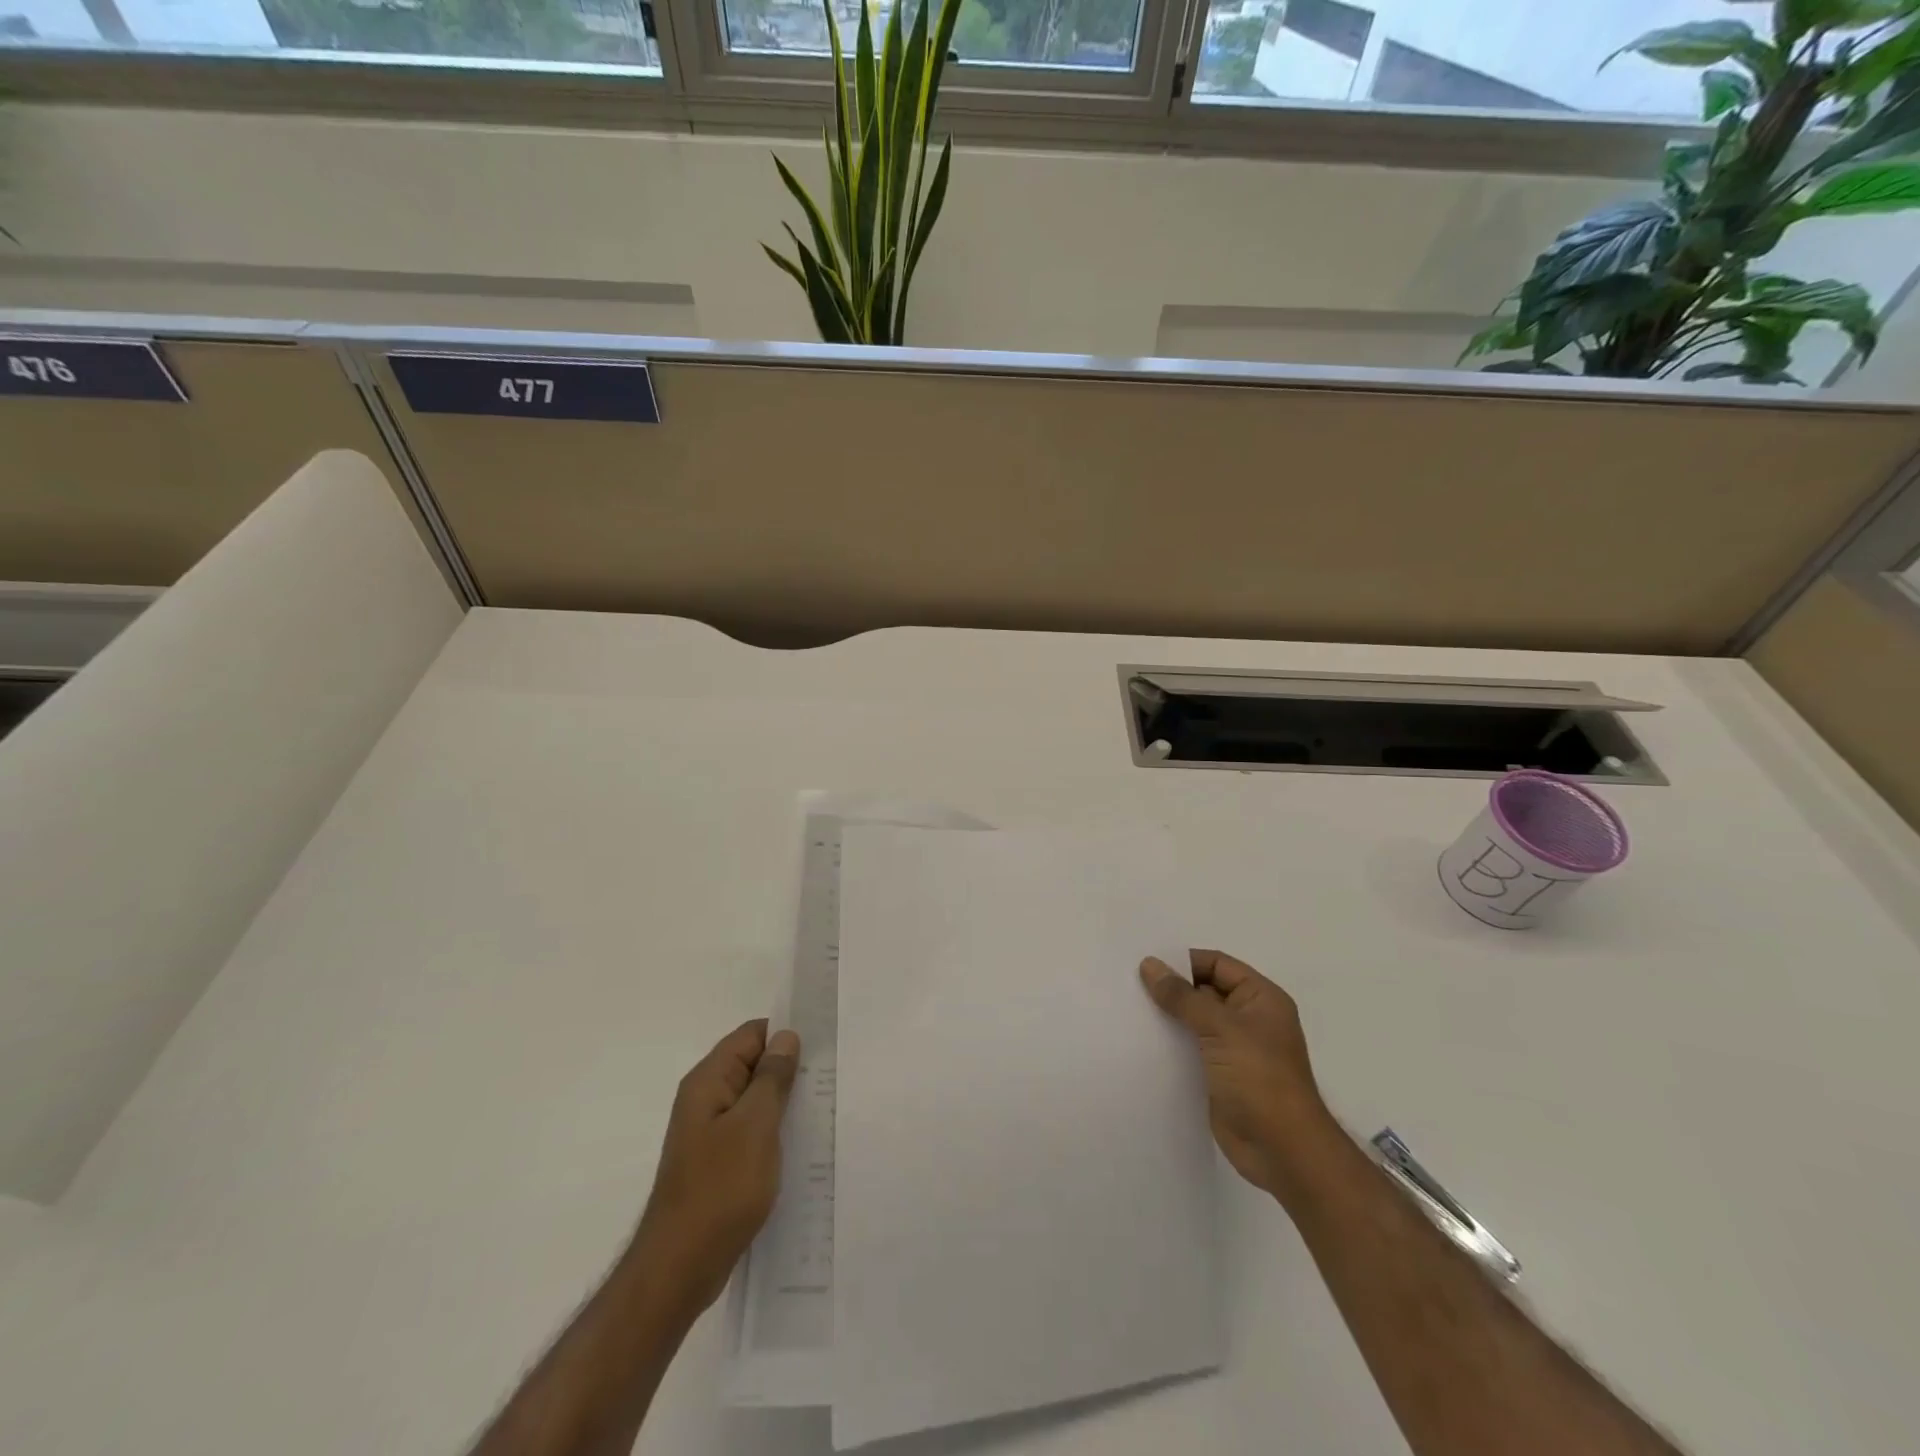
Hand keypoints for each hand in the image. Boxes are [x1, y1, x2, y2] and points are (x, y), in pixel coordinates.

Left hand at [632, 1019, 800, 1316]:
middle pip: (753, 1065)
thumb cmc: (719, 1189)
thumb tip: (785, 1036)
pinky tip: (802, 1143)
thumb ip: (772, 1078)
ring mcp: (710, 1133)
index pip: (751, 1035)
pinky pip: (752, 1130)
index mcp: (708, 1082)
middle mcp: (705, 1100)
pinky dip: (775, 1130)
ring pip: (755, 1100)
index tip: (823, 1042)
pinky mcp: (718, 1162)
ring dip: (785, 1101)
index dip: (785, 1034)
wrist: (680, 1268)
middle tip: (832, 1075)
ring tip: (825, 1105)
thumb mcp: (754, 1126)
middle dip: (789, 1068)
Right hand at [1140, 950, 1340, 1203]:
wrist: (1282, 1151)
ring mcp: (1233, 1049)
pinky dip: (1168, 1043)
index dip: (1184, 961)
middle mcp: (1248, 1019)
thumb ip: (1183, 996)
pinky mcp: (1218, 1076)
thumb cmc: (1260, 1079)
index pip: (1217, 964)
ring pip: (1193, 1021)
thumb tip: (1149, 964)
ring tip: (1126, 1008)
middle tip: (1127, 983)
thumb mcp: (1221, 1028)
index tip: (1145, 964)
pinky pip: (1189, 1049)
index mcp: (1260, 999)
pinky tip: (1139, 1040)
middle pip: (1203, 991)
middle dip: (1170, 988)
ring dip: (1166, 1016)